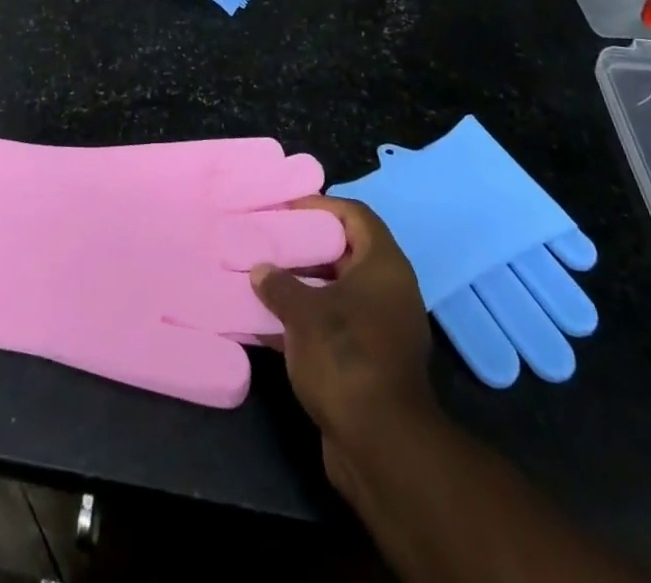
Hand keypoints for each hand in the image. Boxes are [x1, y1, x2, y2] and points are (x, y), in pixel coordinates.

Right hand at [251, 198, 434, 476]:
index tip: (287, 207)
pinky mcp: (371, 363)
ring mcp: (383, 329)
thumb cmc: (345, 356)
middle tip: (269, 240)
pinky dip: (307, 321)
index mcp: (384, 266)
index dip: (322, 205)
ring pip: (338, 292)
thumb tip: (261, 271)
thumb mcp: (303, 313)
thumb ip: (279, 285)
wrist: (381, 445)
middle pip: (346, 253)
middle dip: (306, 246)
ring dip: (303, 286)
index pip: (356, 215)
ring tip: (263, 278)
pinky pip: (335, 326)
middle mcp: (389, 292)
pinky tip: (270, 324)